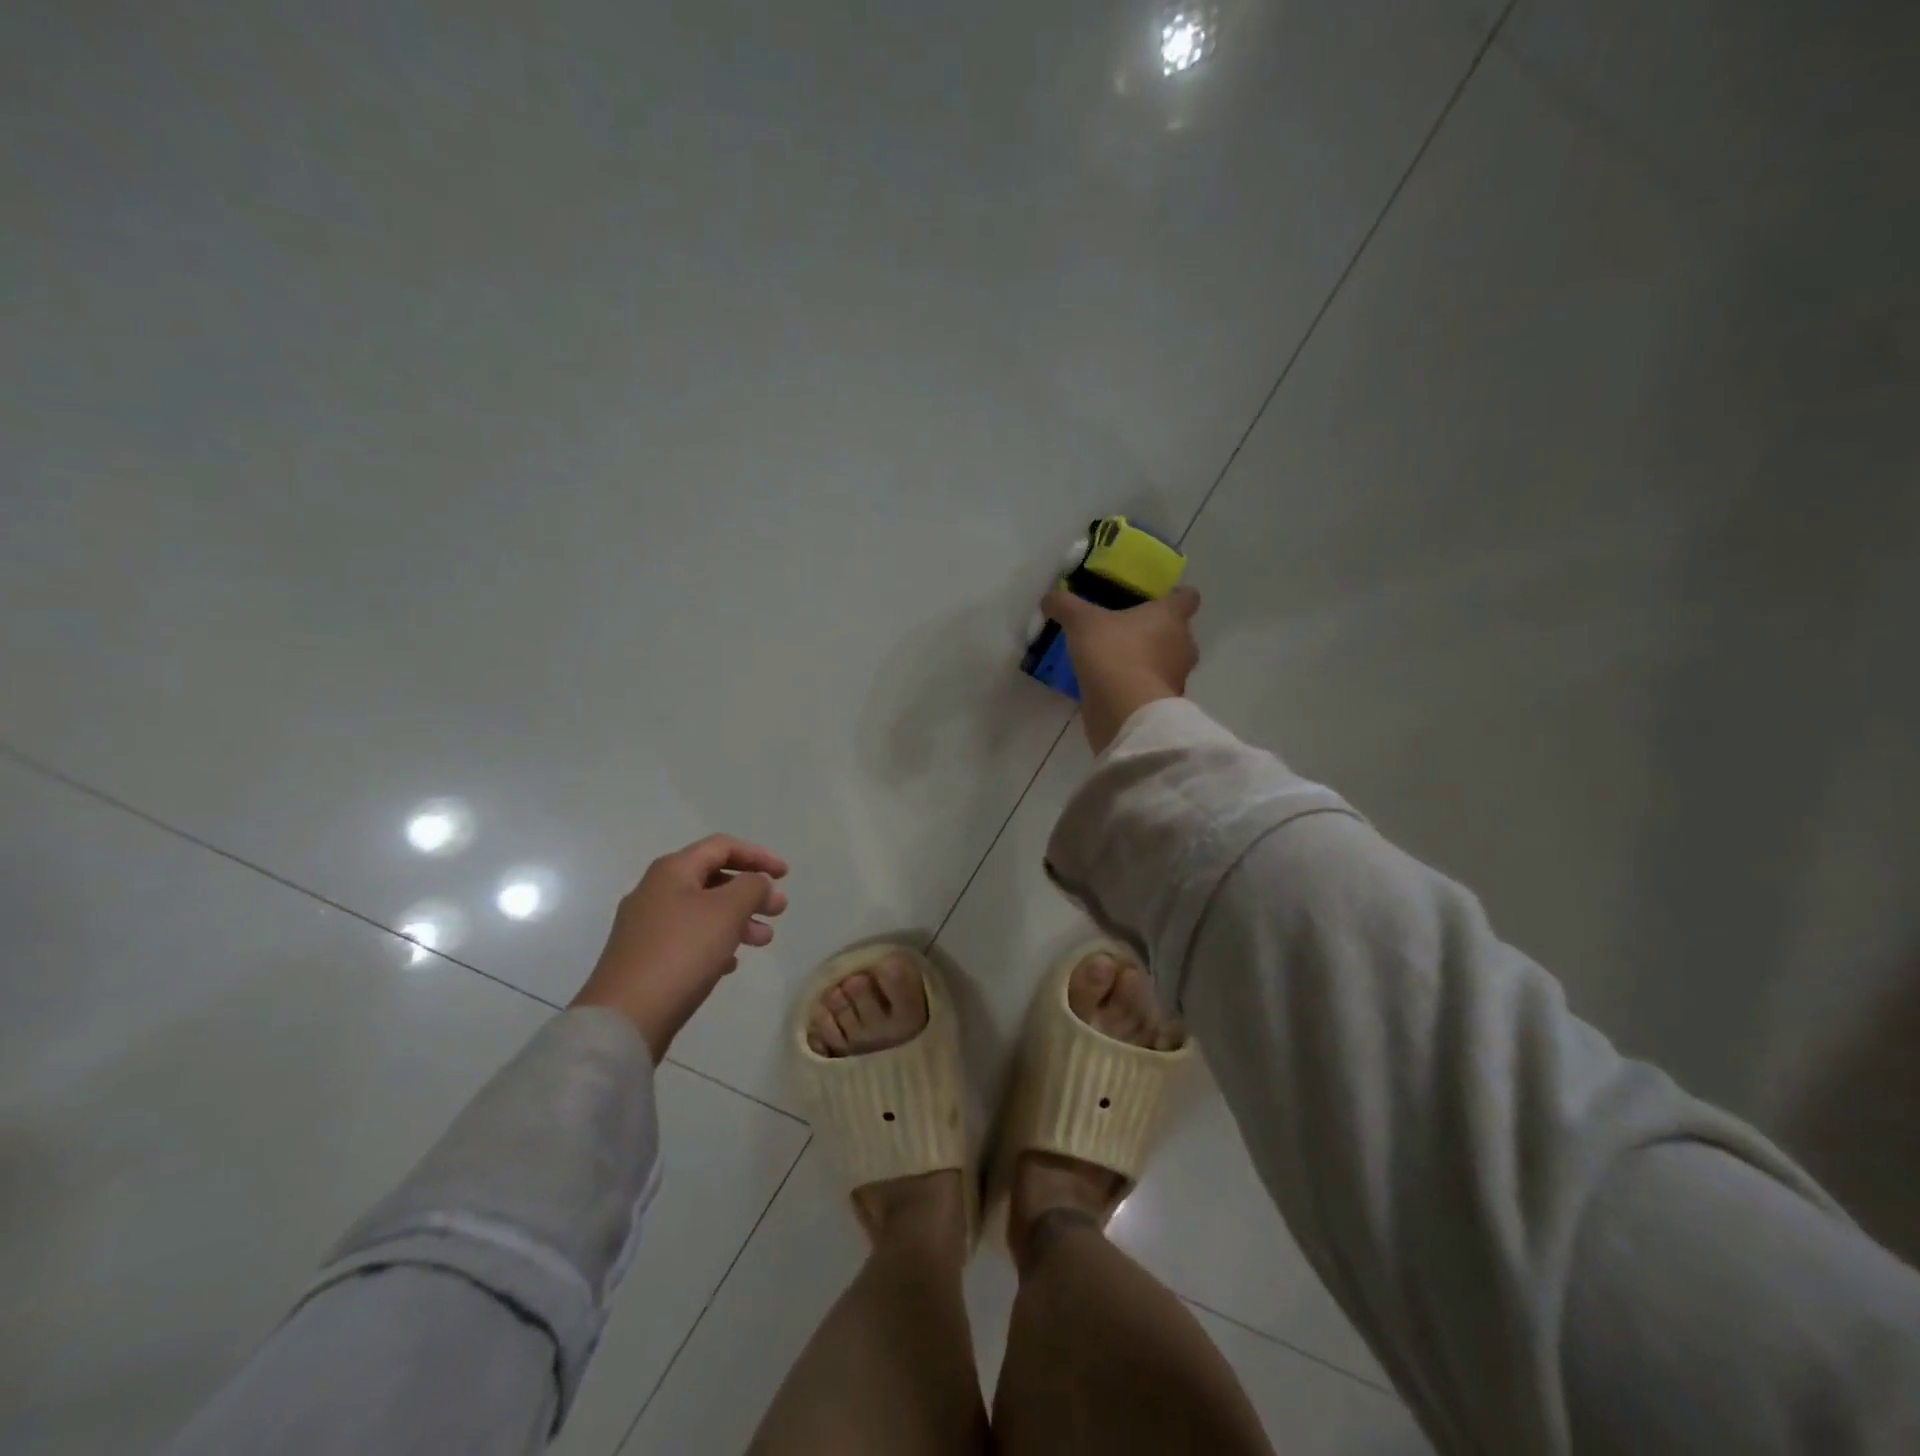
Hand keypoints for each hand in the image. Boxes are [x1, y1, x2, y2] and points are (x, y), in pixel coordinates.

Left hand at [570, 835, 789, 1061]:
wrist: (625, 1017)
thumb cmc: (681, 952)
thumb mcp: (727, 911)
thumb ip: (752, 887)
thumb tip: (757, 883)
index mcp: (672, 870)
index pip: (722, 847)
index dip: (758, 855)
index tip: (786, 875)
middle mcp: (655, 891)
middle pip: (713, 878)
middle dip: (751, 891)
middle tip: (778, 911)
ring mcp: (646, 926)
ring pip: (703, 911)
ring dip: (738, 919)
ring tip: (763, 941)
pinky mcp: (645, 957)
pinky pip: (689, 938)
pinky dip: (716, 942)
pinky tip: (730, 963)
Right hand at [1041, 584, 1200, 755]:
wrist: (1124, 711)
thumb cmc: (1112, 653)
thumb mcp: (1081, 622)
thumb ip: (1066, 606)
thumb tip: (1050, 598)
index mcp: (1171, 616)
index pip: (1187, 597)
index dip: (1174, 596)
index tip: (1154, 599)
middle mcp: (1183, 645)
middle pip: (1177, 632)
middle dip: (1156, 632)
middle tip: (1126, 632)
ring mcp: (1177, 678)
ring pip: (1167, 662)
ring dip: (1148, 662)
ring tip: (1117, 662)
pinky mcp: (1164, 705)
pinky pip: (1153, 689)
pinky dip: (1139, 687)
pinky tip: (1114, 688)